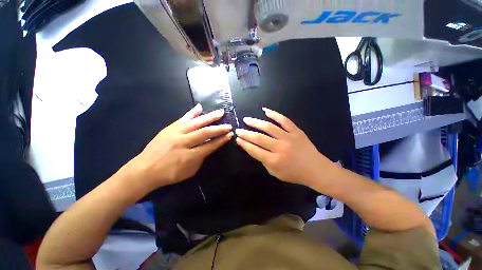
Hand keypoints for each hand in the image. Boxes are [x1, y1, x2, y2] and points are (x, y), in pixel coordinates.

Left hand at [129, 104, 232, 188]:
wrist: (144, 169)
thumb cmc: (169, 173)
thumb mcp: (189, 171)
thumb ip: (201, 158)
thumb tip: (208, 147)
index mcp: (190, 156)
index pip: (210, 146)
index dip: (221, 140)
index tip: (230, 135)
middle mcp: (184, 142)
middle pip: (205, 133)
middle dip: (219, 128)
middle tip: (229, 125)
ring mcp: (176, 133)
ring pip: (196, 123)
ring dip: (210, 117)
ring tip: (220, 112)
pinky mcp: (169, 128)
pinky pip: (183, 118)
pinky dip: (192, 112)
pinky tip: (200, 107)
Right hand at [235, 108, 333, 186]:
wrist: (316, 169)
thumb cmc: (294, 174)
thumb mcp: (275, 173)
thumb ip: (264, 161)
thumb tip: (255, 149)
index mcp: (274, 160)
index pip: (254, 150)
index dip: (244, 144)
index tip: (237, 139)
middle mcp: (280, 148)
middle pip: (259, 138)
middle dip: (246, 133)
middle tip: (238, 130)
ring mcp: (289, 137)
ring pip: (269, 127)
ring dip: (255, 122)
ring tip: (247, 119)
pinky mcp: (296, 131)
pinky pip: (284, 120)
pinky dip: (274, 114)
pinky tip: (265, 110)